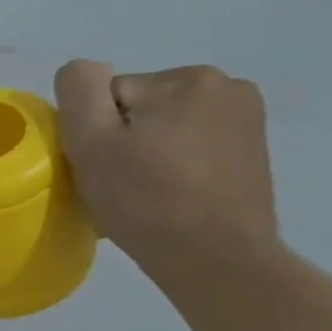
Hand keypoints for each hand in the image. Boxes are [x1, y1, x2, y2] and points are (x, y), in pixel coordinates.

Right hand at [53, 60, 279, 280]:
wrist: (215, 259)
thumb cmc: (146, 199)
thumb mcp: (91, 140)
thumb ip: (79, 89)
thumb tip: (86, 71)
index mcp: (187, 79)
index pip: (108, 97)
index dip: (95, 133)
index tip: (103, 168)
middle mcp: (227, 86)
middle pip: (139, 108)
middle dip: (124, 139)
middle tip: (122, 183)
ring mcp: (247, 119)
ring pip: (165, 127)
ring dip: (148, 152)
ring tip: (148, 193)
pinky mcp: (252, 151)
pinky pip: (191, 146)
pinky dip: (175, 165)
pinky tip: (173, 195)